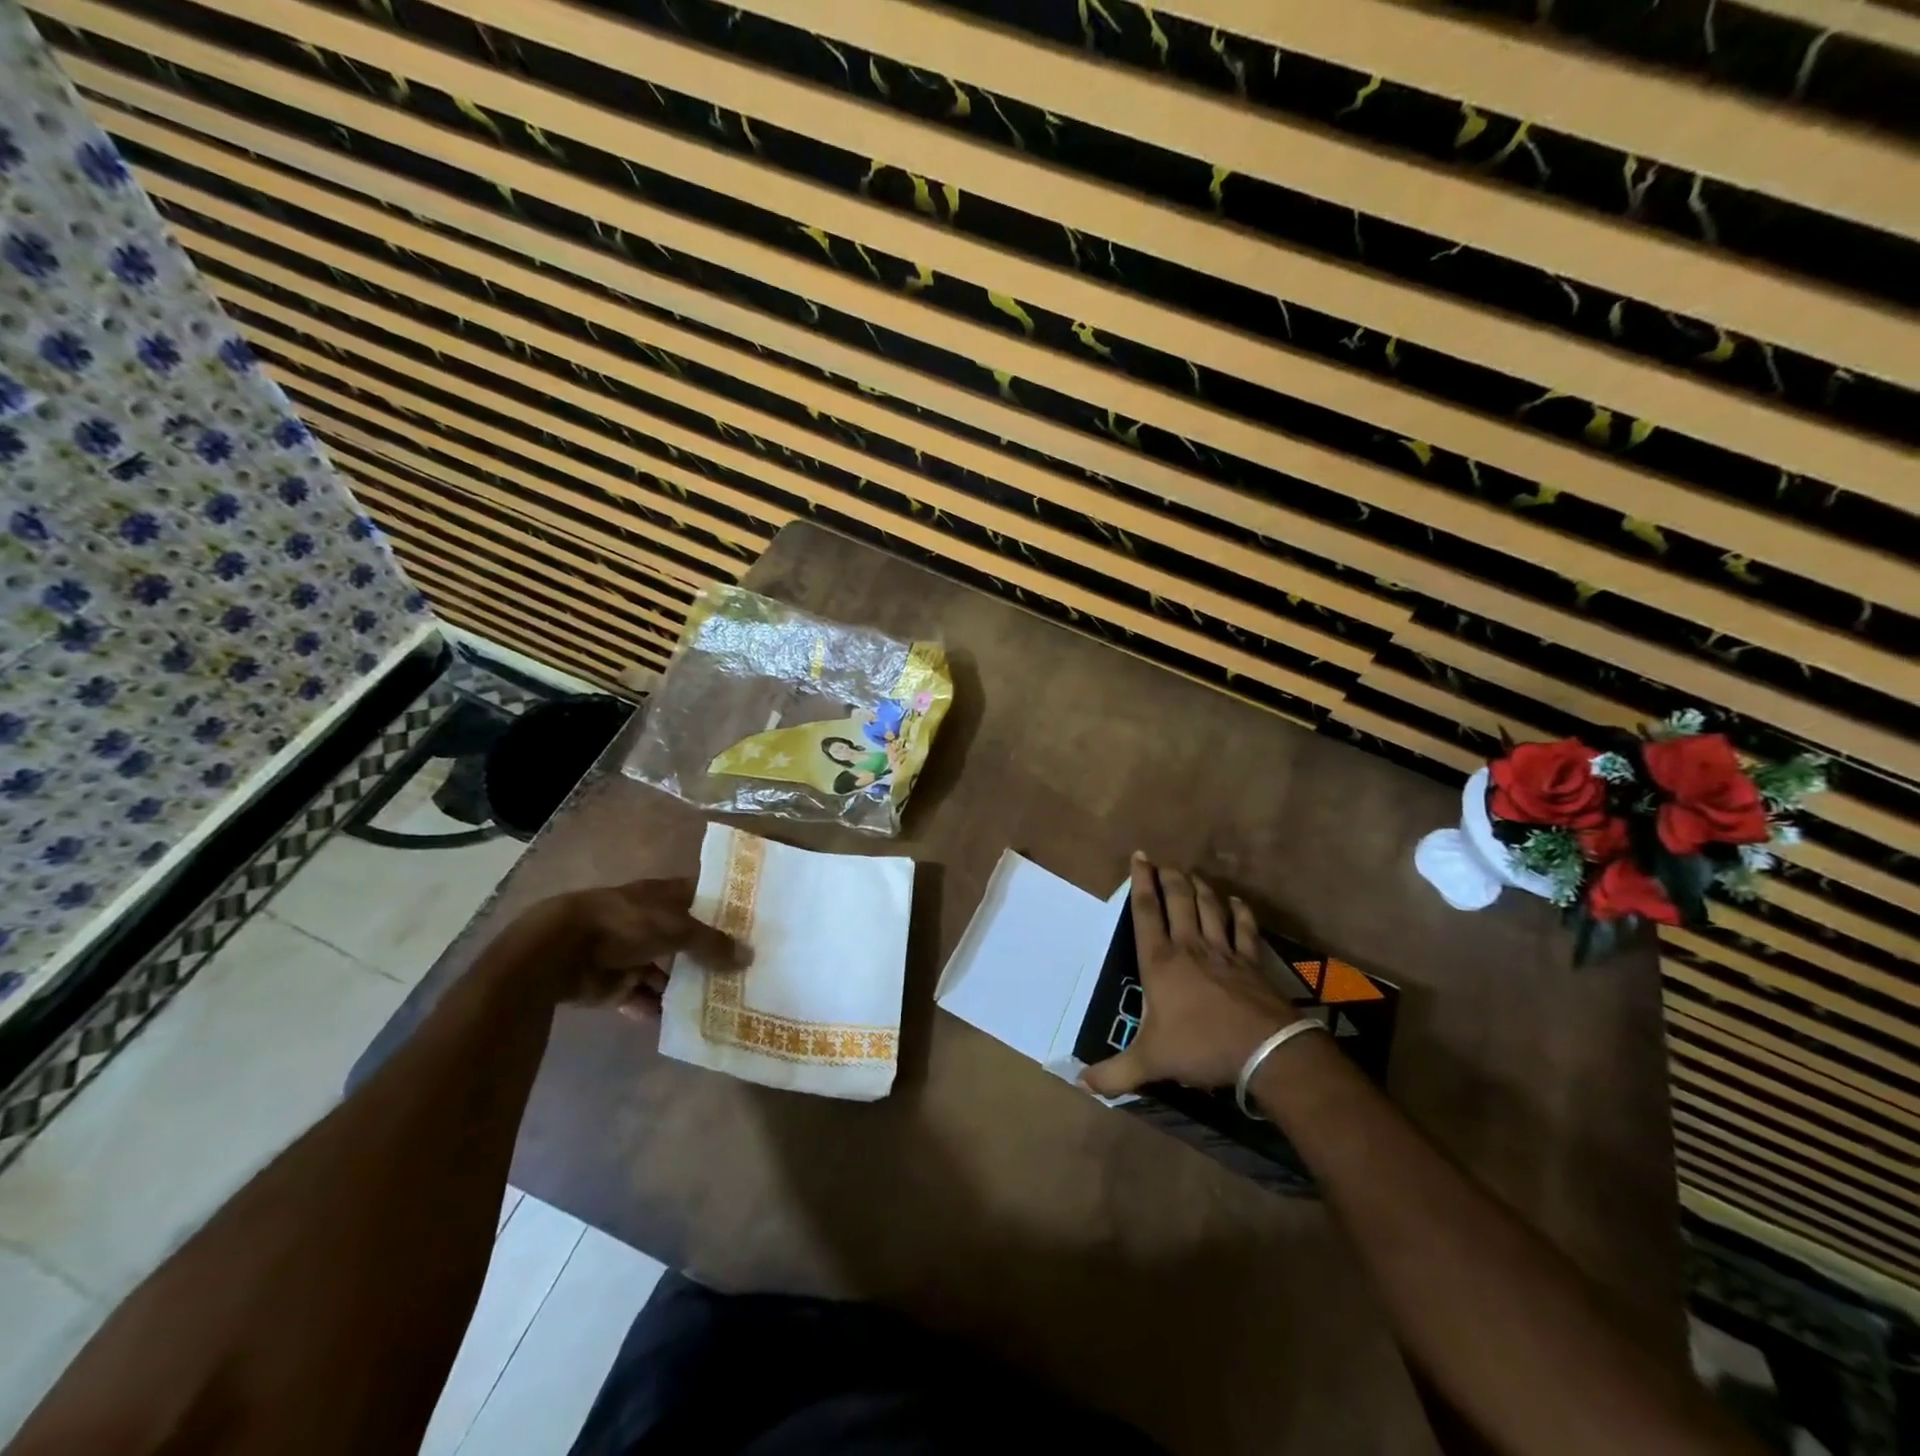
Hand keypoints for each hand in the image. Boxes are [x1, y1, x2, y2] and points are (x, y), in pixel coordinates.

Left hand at [502, 878, 745, 1017]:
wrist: (561, 952)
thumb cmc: (625, 924)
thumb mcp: (677, 928)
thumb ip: (712, 944)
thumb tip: (749, 956)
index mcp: (663, 896)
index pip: (702, 896)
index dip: (725, 906)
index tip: (754, 923)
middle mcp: (649, 921)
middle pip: (686, 937)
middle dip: (710, 952)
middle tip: (745, 969)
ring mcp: (631, 953)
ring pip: (667, 970)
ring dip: (686, 985)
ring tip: (721, 999)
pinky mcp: (615, 984)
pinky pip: (643, 998)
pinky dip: (658, 1009)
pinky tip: (684, 1021)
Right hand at [1081, 853, 1298, 1097]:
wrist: (1264, 1051)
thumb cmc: (1200, 1047)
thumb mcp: (1150, 1062)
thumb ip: (1114, 1073)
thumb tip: (1080, 1083)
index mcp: (1160, 962)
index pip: (1146, 912)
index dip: (1140, 882)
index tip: (1139, 856)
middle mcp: (1189, 946)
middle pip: (1179, 899)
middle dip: (1169, 876)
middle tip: (1163, 862)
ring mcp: (1224, 951)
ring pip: (1210, 907)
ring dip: (1200, 887)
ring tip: (1192, 874)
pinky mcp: (1251, 962)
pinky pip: (1244, 928)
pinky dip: (1240, 912)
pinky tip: (1237, 902)